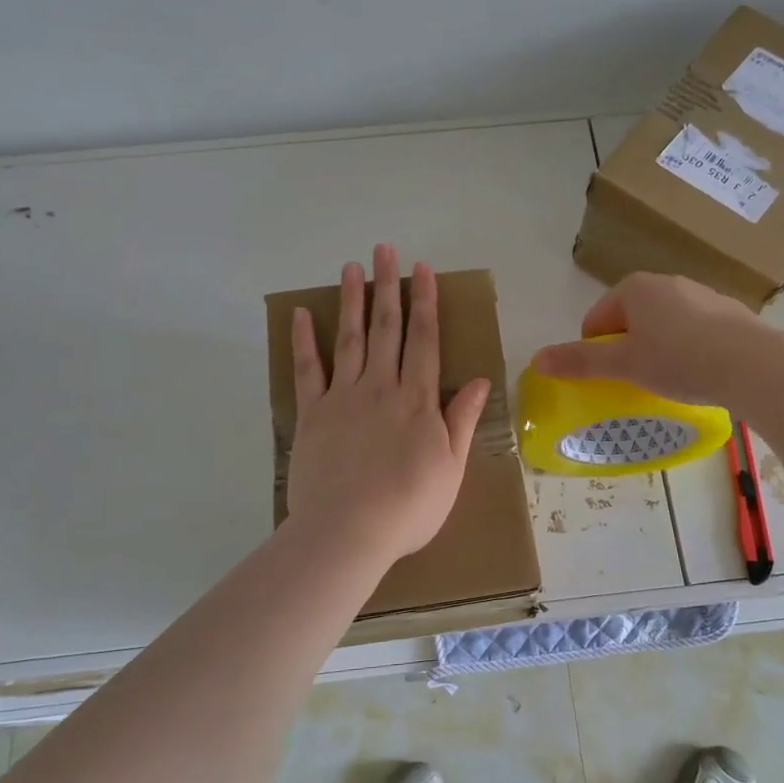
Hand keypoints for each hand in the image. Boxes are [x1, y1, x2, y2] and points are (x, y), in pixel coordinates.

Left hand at [286, 245, 490, 568]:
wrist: (348, 532)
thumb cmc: (409, 507)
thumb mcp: (451, 468)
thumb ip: (462, 420)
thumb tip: (482, 380)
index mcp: (418, 400)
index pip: (425, 340)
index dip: (425, 303)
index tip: (422, 270)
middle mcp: (381, 387)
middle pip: (386, 328)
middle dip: (388, 287)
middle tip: (385, 250)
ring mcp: (343, 398)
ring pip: (349, 339)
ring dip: (351, 301)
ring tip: (351, 267)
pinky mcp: (312, 414)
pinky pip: (307, 371)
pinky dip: (304, 341)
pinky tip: (301, 314)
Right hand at [533, 273, 774, 406]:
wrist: (755, 365)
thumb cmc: (679, 360)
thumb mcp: (624, 365)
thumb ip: (580, 362)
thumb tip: (537, 360)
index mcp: (635, 287)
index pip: (597, 319)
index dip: (595, 351)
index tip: (609, 378)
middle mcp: (667, 282)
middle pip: (629, 320)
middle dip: (627, 349)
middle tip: (635, 381)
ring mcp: (701, 294)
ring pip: (663, 325)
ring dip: (657, 350)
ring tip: (669, 381)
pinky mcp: (728, 312)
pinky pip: (693, 331)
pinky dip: (687, 350)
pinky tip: (699, 374)